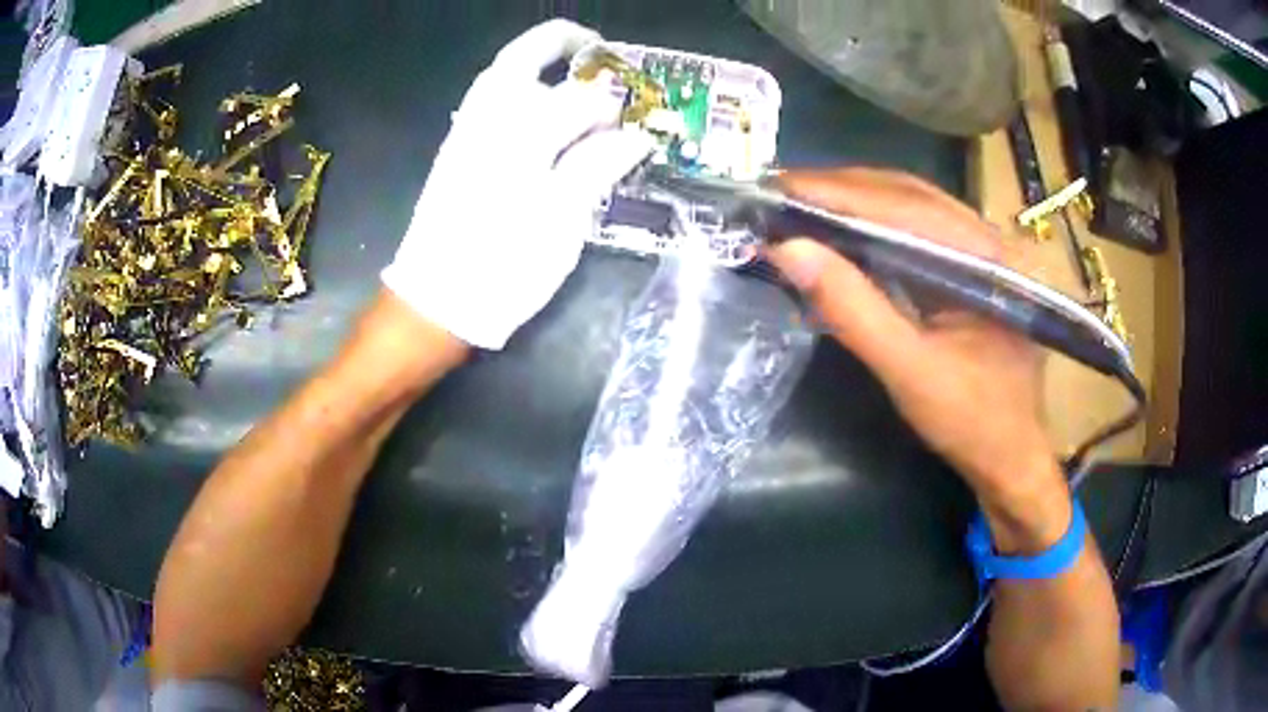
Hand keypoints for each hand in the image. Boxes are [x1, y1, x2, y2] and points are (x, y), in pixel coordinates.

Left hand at [382, 19, 653, 349]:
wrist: (438, 299)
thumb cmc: (505, 268)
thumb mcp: (562, 223)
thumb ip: (596, 167)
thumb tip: (636, 135)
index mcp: (521, 138)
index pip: (578, 98)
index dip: (613, 105)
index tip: (635, 121)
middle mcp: (489, 121)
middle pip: (524, 58)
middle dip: (562, 44)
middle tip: (598, 51)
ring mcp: (465, 132)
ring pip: (499, 74)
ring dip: (535, 61)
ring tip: (569, 71)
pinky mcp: (454, 149)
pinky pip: (484, 98)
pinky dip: (513, 86)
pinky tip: (535, 105)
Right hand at [766, 168, 1068, 545]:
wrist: (1012, 456)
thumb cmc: (970, 420)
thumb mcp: (909, 371)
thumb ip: (853, 310)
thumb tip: (788, 250)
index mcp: (984, 256)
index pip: (902, 204)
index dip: (835, 192)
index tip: (776, 188)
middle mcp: (987, 237)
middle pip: (906, 192)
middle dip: (840, 188)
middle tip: (780, 193)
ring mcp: (981, 249)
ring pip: (910, 204)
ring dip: (854, 200)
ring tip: (801, 204)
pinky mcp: (970, 266)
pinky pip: (916, 228)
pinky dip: (873, 222)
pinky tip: (843, 229)